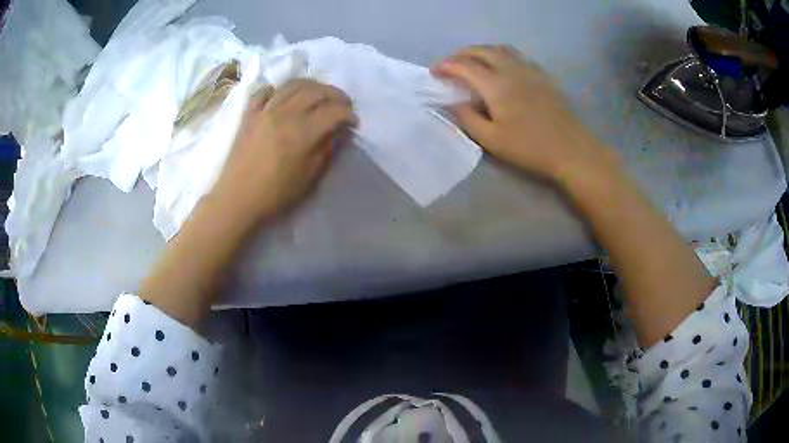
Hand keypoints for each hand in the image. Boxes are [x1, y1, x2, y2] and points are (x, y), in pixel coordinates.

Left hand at [211, 79, 356, 224]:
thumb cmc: (275, 194)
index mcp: (302, 132)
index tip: (354, 122)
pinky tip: (282, 97)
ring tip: (318, 95)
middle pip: (316, 91)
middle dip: (335, 94)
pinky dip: (277, 89)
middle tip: (343, 104)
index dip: (348, 115)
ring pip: (292, 85)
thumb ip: (326, 149)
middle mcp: (285, 113)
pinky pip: (264, 91)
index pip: (333, 112)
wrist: (237, 199)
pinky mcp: (249, 114)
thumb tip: (337, 132)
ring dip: (311, 86)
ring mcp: (264, 110)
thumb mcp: (309, 177)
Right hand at [432, 45, 619, 181]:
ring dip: (482, 51)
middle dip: (461, 54)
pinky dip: (501, 55)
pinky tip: (501, 67)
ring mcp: (530, 70)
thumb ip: (467, 118)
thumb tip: (450, 102)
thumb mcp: (492, 140)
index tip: (434, 73)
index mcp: (496, 85)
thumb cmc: (530, 148)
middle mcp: (511, 69)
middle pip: (482, 50)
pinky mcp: (543, 76)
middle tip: (450, 65)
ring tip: (473, 61)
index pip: (464, 66)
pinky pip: (517, 56)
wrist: (571, 149)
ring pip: (501, 49)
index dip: (446, 66)